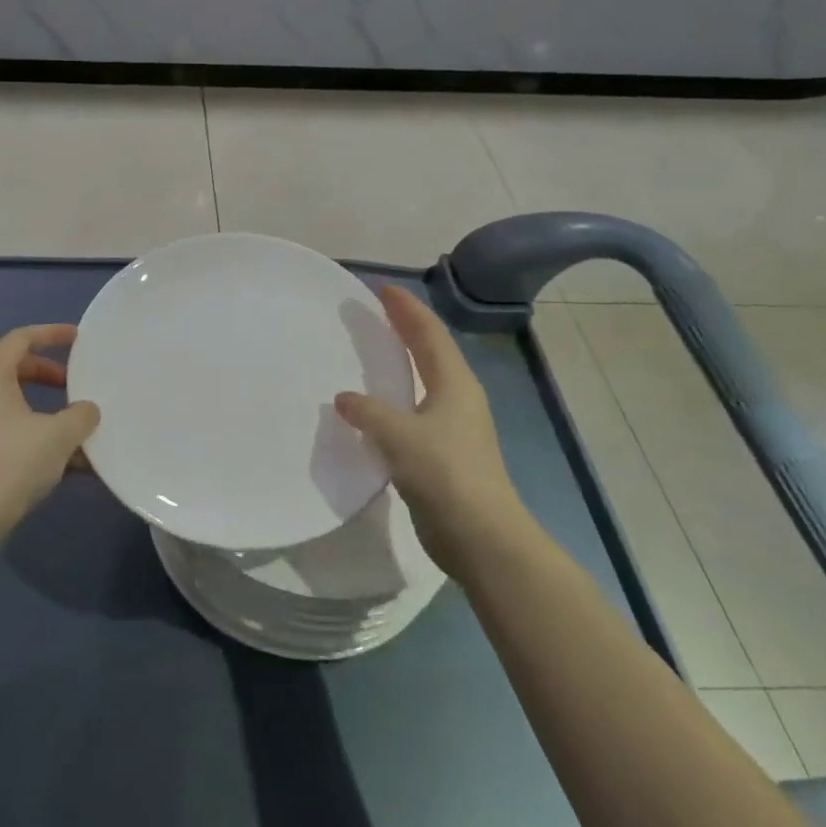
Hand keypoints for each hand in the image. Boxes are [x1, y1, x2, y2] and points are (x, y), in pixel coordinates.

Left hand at [0, 324, 100, 543]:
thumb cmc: (10, 462)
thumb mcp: (59, 435)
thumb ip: (80, 415)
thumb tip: (87, 410)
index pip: (21, 339)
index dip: (51, 334)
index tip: (78, 338)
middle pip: (15, 371)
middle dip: (50, 376)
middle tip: (76, 387)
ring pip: (12, 406)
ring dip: (45, 413)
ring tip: (77, 430)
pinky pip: (6, 432)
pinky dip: (33, 437)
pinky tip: (65, 464)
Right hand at [334, 285, 517, 539]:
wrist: (481, 537)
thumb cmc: (445, 474)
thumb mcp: (399, 435)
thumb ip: (368, 412)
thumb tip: (344, 399)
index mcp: (454, 384)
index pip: (428, 334)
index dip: (406, 309)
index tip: (382, 288)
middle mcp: (458, 398)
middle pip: (430, 352)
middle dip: (406, 329)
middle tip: (377, 311)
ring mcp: (454, 428)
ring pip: (424, 382)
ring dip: (402, 363)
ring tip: (373, 352)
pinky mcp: (444, 454)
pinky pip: (414, 411)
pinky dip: (395, 398)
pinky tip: (374, 408)